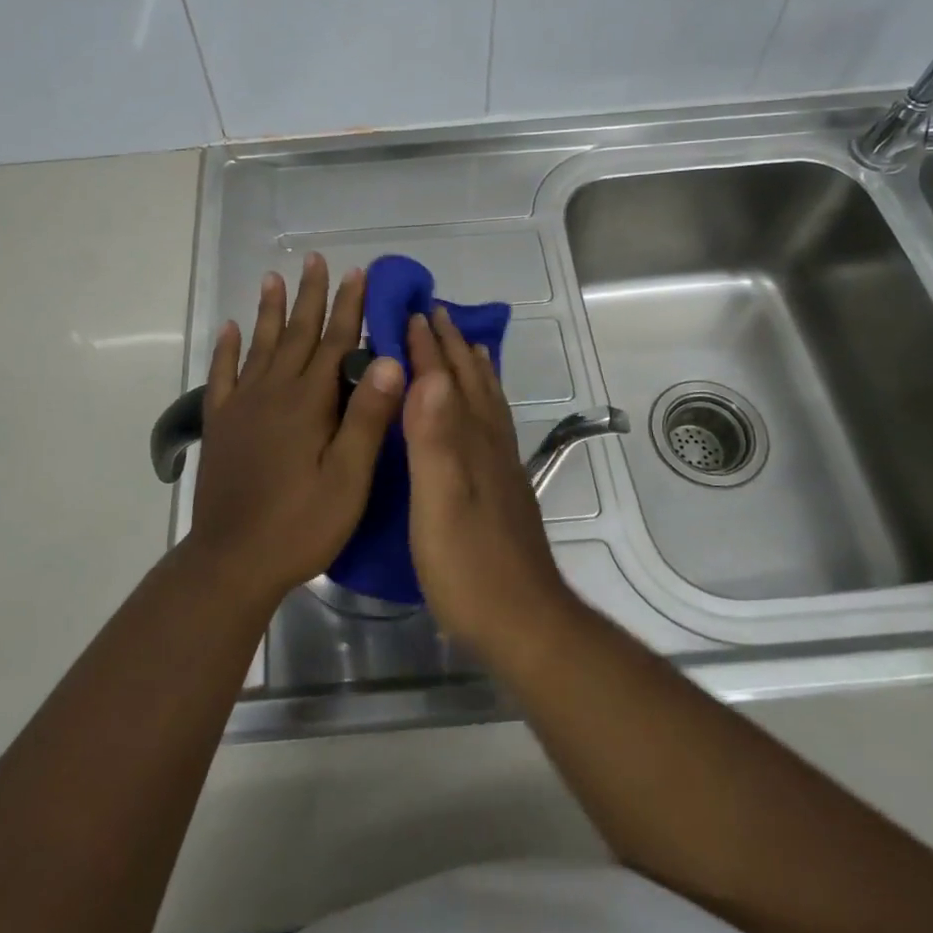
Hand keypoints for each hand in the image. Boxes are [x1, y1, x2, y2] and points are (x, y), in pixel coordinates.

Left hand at [189, 253, 403, 607]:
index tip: (357, 272)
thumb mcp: (348, 478)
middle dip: (310, 296)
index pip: (334, 342)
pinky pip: (222, 376)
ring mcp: (242, 407)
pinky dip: (226, 349)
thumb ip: (367, 418)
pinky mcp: (220, 424)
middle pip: (296, 333)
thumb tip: (388, 360)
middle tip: (316, 259)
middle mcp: (273, 392)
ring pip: (259, 345)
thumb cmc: (301, 524)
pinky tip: (229, 329)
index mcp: (309, 403)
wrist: (232, 560)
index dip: (348, 306)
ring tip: (273, 276)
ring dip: (268, 310)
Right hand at [402, 308, 574, 652]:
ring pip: (487, 401)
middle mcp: (488, 444)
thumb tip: (429, 375)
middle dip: (449, 346)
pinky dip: (487, 403)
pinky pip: (494, 426)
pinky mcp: (503, 489)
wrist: (523, 621)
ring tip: (464, 344)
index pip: (443, 382)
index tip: (409, 312)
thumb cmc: (468, 565)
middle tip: (432, 312)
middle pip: (469, 383)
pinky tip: (482, 412)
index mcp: (468, 442)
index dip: (426, 347)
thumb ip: (434, 440)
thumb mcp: (440, 502)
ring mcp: (500, 467)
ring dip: (472, 368)